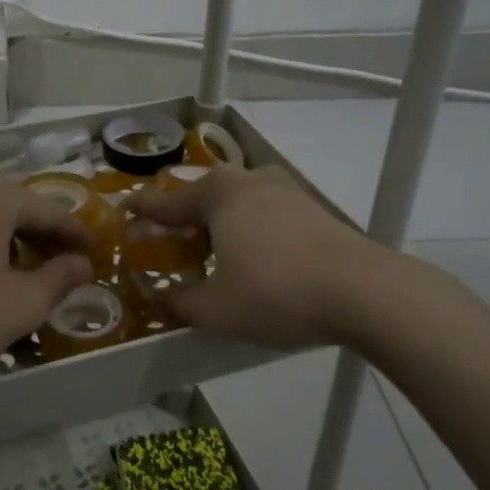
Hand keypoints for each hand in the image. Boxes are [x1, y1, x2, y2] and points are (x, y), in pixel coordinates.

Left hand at [0, 172, 93, 385]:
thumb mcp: (21, 304)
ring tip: (16, 265)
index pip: (47, 210)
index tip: (92, 252)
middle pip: (11, 203)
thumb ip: (59, 279)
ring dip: (2, 234)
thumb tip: (82, 265)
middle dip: (37, 231)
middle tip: (57, 260)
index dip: (73, 233)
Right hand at [126, 165, 409, 350]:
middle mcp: (249, 180)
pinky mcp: (313, 209)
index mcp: (218, 193)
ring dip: (221, 225)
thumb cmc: (275, 292)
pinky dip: (251, 231)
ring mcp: (286, 191)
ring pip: (239, 203)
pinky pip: (266, 214)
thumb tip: (157, 297)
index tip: (125, 211)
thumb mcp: (215, 310)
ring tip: (215, 256)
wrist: (364, 292)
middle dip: (186, 220)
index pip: (167, 202)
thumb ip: (178, 302)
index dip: (143, 211)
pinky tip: (255, 260)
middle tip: (173, 245)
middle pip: (205, 197)